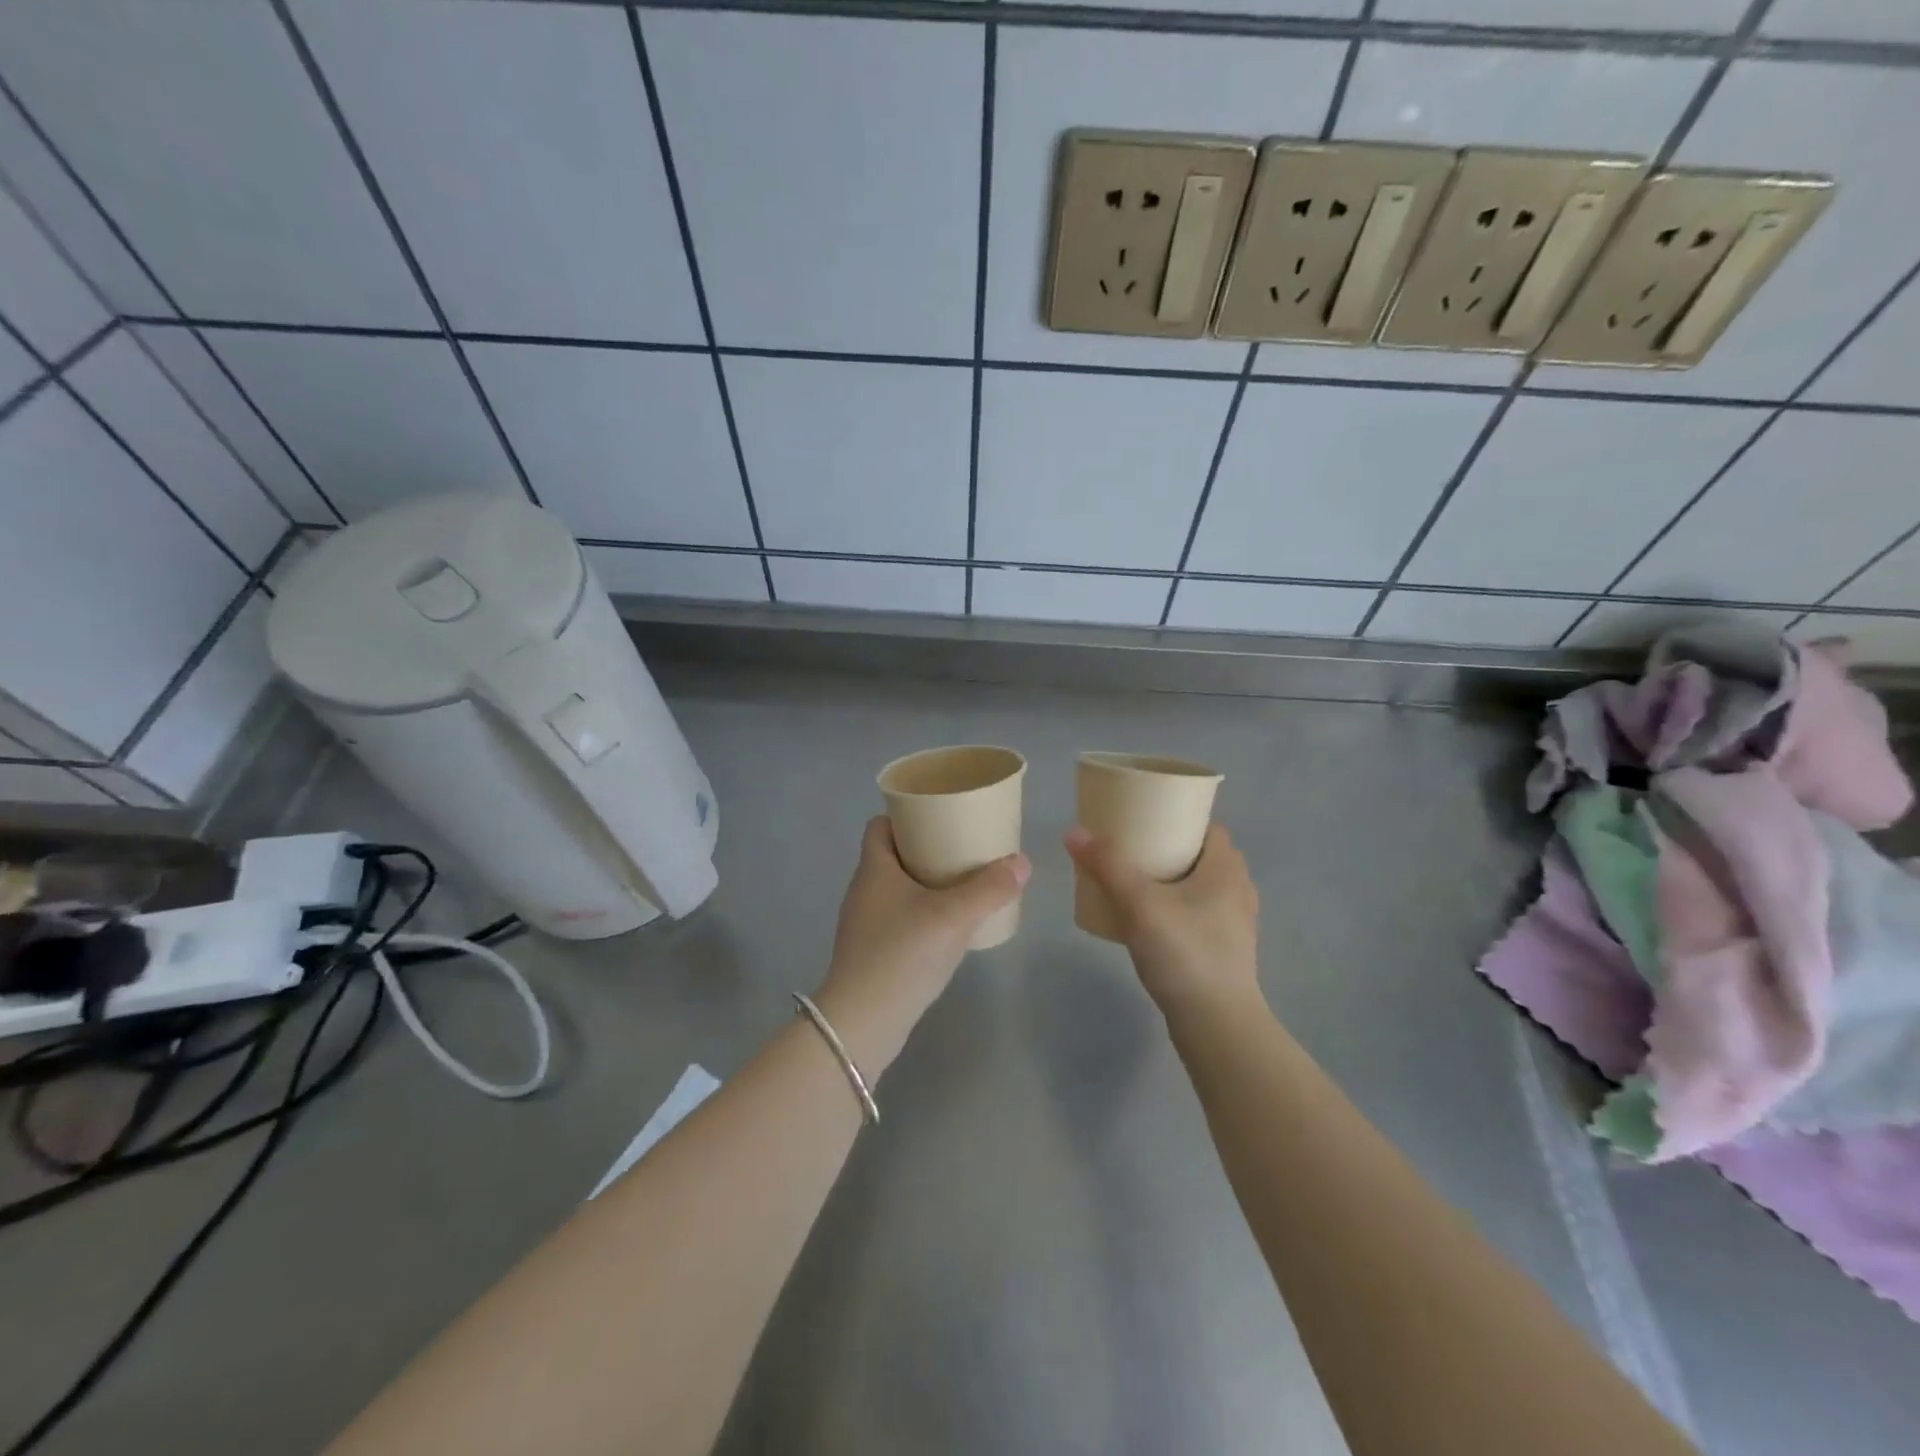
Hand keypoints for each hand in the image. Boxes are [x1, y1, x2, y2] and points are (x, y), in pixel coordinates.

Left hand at [814, 817, 1028, 1074]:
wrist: (863, 1022)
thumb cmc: (903, 954)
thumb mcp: (954, 916)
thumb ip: (990, 888)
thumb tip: (1022, 862)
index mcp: (874, 868)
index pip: (880, 825)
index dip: (905, 816)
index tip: (939, 816)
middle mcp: (863, 890)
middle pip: (892, 855)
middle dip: (925, 849)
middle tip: (962, 849)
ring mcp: (864, 923)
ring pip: (897, 889)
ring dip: (925, 884)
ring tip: (962, 885)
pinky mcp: (870, 952)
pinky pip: (898, 918)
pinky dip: (921, 914)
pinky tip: (948, 927)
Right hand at [1064, 823, 1260, 1021]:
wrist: (1217, 1025)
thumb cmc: (1185, 954)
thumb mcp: (1140, 904)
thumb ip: (1108, 866)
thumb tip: (1074, 831)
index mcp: (1227, 869)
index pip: (1208, 826)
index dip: (1179, 817)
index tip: (1145, 817)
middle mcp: (1237, 890)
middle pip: (1201, 855)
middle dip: (1167, 847)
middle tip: (1130, 848)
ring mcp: (1234, 923)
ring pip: (1199, 886)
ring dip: (1170, 879)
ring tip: (1133, 881)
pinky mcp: (1224, 949)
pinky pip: (1198, 913)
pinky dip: (1175, 907)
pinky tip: (1147, 920)